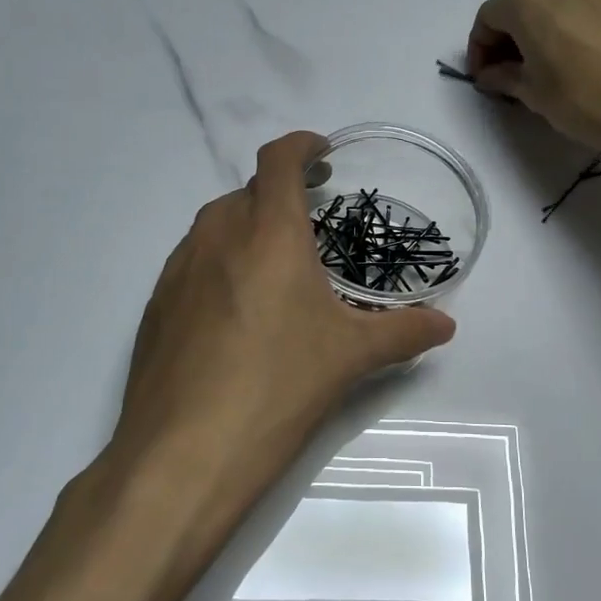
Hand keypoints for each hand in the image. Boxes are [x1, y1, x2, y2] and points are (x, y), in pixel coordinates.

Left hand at [108, 131, 455, 551]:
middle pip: (247, 192)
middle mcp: (217, 237)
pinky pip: (190, 263)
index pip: (279, 160)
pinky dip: (216, 264)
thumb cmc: (278, 388)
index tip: (323, 154)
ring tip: (273, 269)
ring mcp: (178, 270)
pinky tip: (233, 313)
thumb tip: (446, 325)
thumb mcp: (350, 357)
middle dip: (279, 196)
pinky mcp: (154, 306)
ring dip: (245, 228)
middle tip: (310, 227)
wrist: (183, 454)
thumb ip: (404, 332)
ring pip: (214, 225)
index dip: (302, 146)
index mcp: (268, 234)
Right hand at [466, 0, 600, 157]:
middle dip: (507, 40)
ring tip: (545, 71)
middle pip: (520, 6)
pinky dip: (568, 30)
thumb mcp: (534, 93)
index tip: (483, 79)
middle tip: (509, 76)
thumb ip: (505, 76)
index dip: (479, 49)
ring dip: (539, 34)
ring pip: (553, 6)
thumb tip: (492, 73)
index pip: (488, 18)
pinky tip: (578, 63)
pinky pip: (581, 10)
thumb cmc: (586, 99)